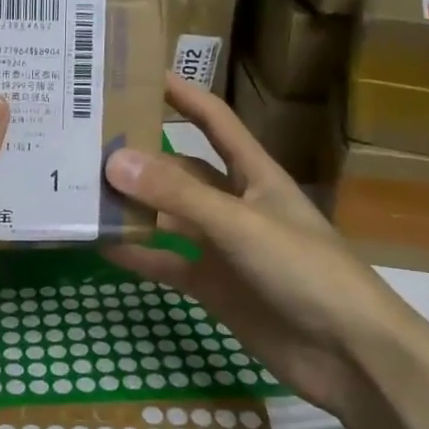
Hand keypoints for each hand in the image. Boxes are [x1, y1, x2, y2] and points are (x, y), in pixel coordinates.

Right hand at [103, 75, 428, 417]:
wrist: (346, 354)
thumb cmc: (305, 271)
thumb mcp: (240, 224)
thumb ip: (178, 196)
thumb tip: (113, 161)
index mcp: (256, 176)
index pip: (215, 123)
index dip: (184, 96)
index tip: (141, 74)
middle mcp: (235, 205)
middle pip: (181, 172)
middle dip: (141, 157)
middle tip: (86, 143)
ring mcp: (222, 248)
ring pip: (167, 218)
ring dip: (132, 207)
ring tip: (82, 192)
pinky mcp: (212, 286)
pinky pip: (166, 264)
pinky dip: (137, 255)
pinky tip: (101, 246)